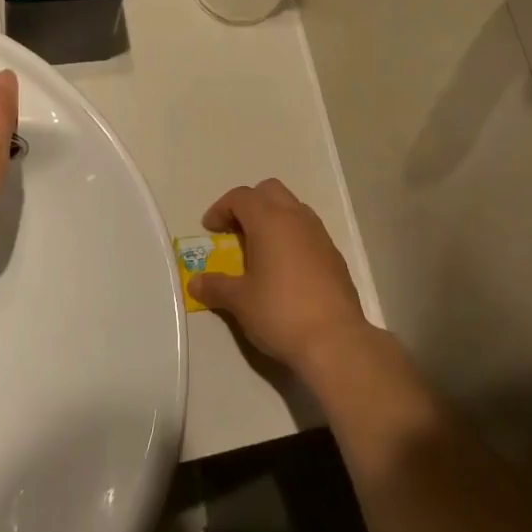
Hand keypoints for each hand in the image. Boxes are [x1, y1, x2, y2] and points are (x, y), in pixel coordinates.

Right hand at [188, 179, 369, 374]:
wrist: (335, 340)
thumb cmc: (280, 312)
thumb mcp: (240, 301)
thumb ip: (216, 286)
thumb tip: (196, 282)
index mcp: (270, 221)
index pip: (241, 197)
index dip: (221, 208)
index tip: (210, 231)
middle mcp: (297, 219)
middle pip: (270, 191)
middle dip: (249, 204)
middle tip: (235, 231)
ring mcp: (320, 235)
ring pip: (293, 208)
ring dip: (273, 218)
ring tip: (259, 249)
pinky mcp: (335, 256)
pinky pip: (308, 231)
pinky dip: (292, 237)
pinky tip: (285, 269)